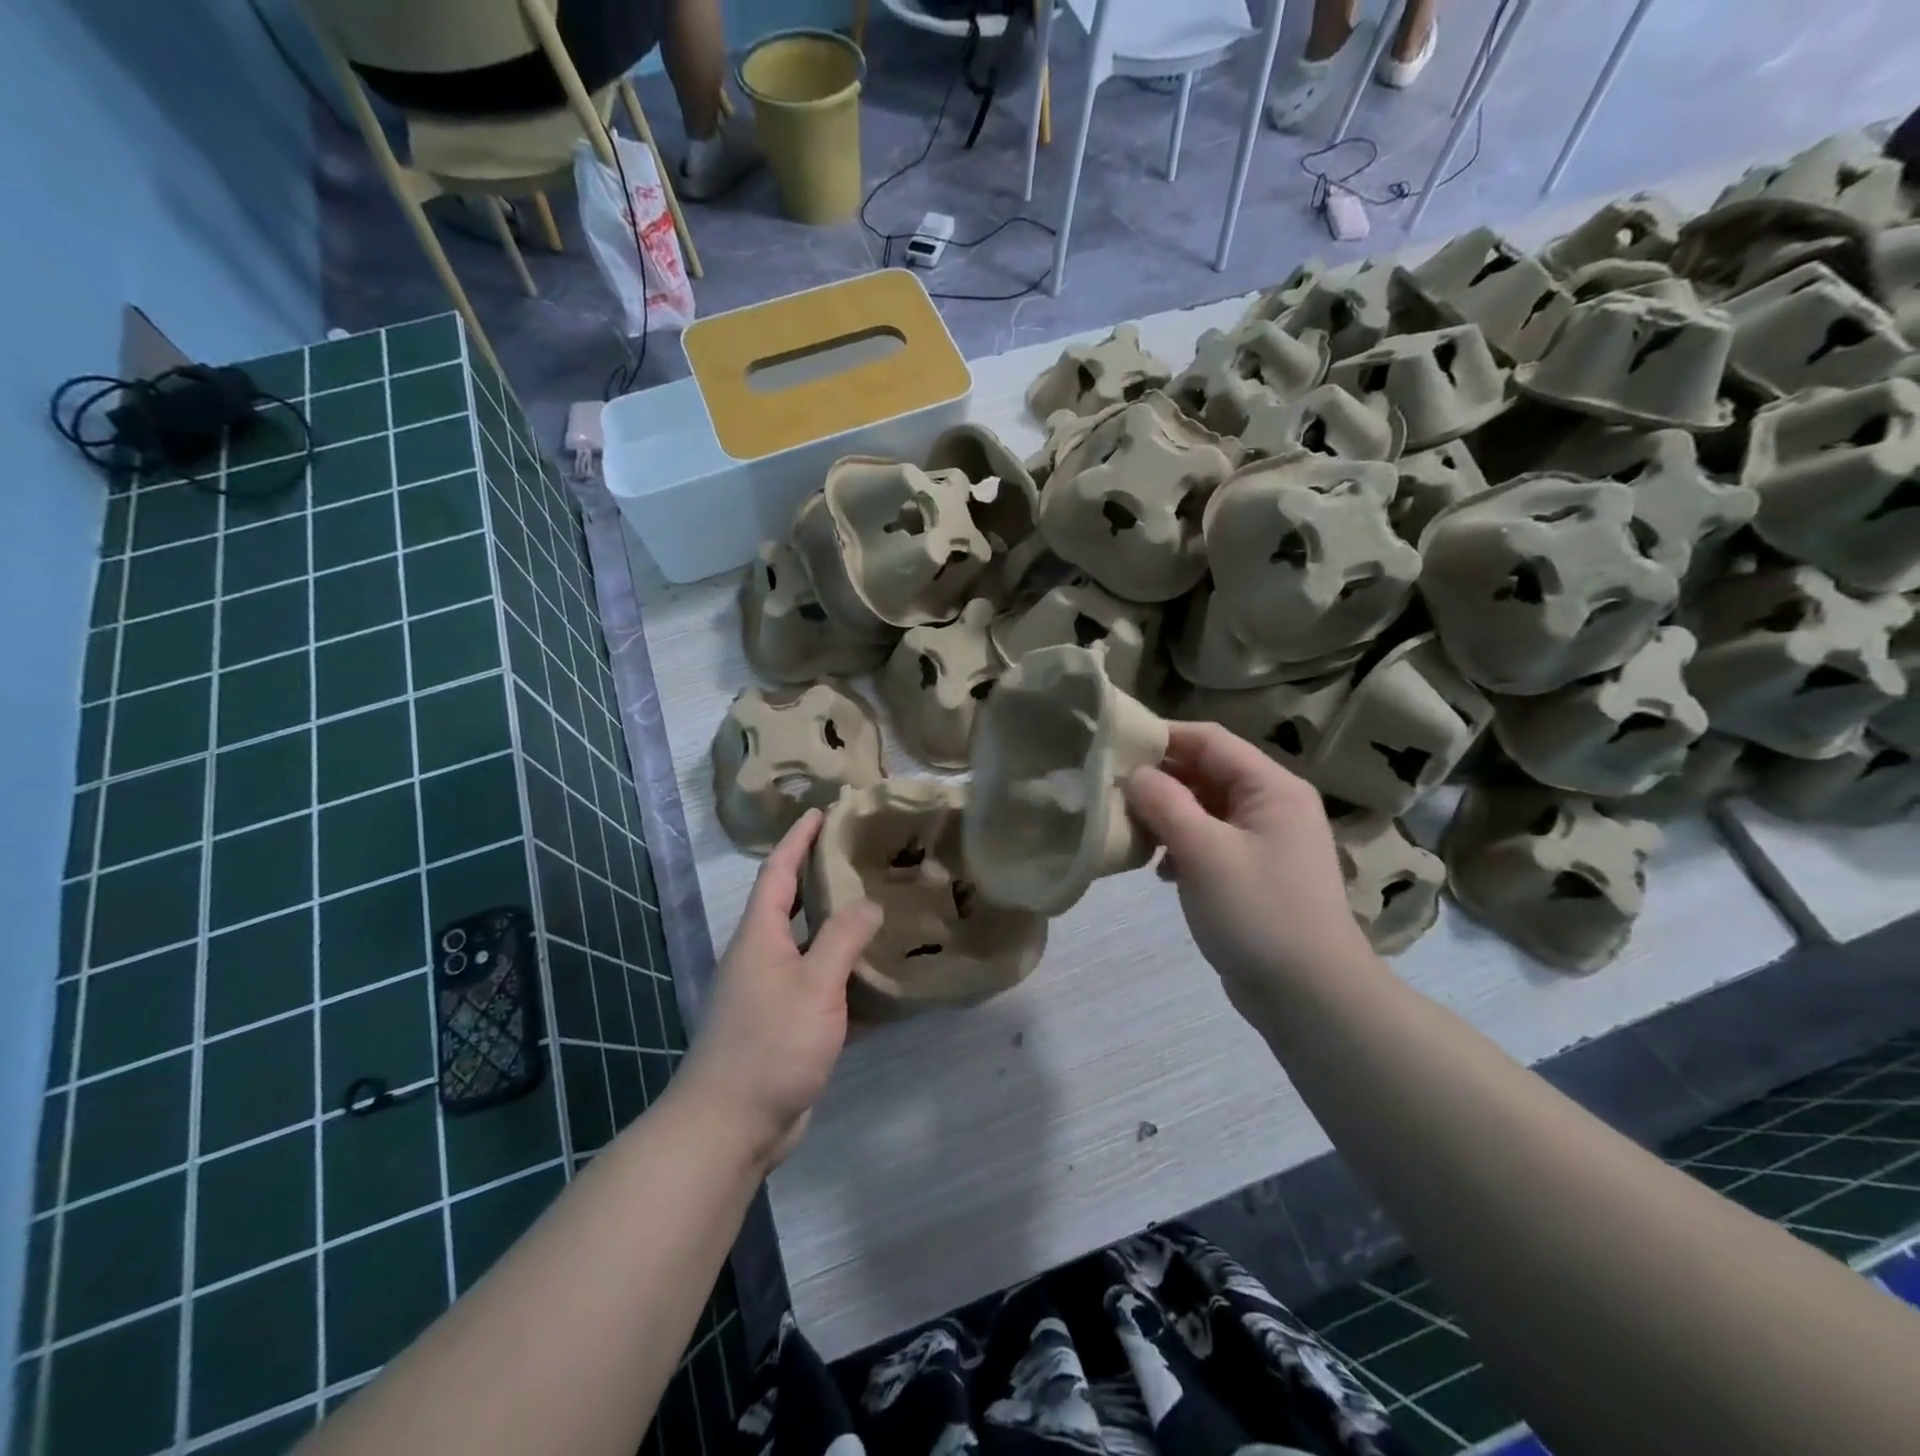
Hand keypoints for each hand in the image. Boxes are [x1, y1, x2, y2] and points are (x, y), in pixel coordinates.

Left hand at [678, 809, 881, 1169]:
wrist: (729, 1125)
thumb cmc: (770, 1044)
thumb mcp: (814, 985)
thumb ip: (843, 939)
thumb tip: (868, 904)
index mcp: (759, 936)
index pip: (777, 872)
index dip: (798, 839)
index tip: (821, 812)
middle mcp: (759, 956)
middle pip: (789, 903)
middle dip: (818, 874)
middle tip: (859, 855)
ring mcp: (769, 993)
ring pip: (805, 944)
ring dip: (833, 923)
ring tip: (874, 905)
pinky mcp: (782, 1025)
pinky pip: (815, 982)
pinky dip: (840, 969)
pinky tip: (871, 972)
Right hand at [1125, 722, 1372, 1024]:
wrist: (1311, 996)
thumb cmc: (1259, 913)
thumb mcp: (1204, 852)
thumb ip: (1164, 804)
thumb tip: (1134, 774)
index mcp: (1271, 787)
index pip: (1209, 739)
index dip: (1161, 736)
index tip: (1113, 745)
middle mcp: (1272, 804)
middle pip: (1206, 772)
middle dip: (1158, 780)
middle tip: (1109, 791)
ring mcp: (1265, 840)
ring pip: (1204, 809)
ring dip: (1166, 815)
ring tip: (1129, 832)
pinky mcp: (1254, 872)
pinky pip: (1210, 841)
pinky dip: (1181, 846)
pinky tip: (1159, 870)